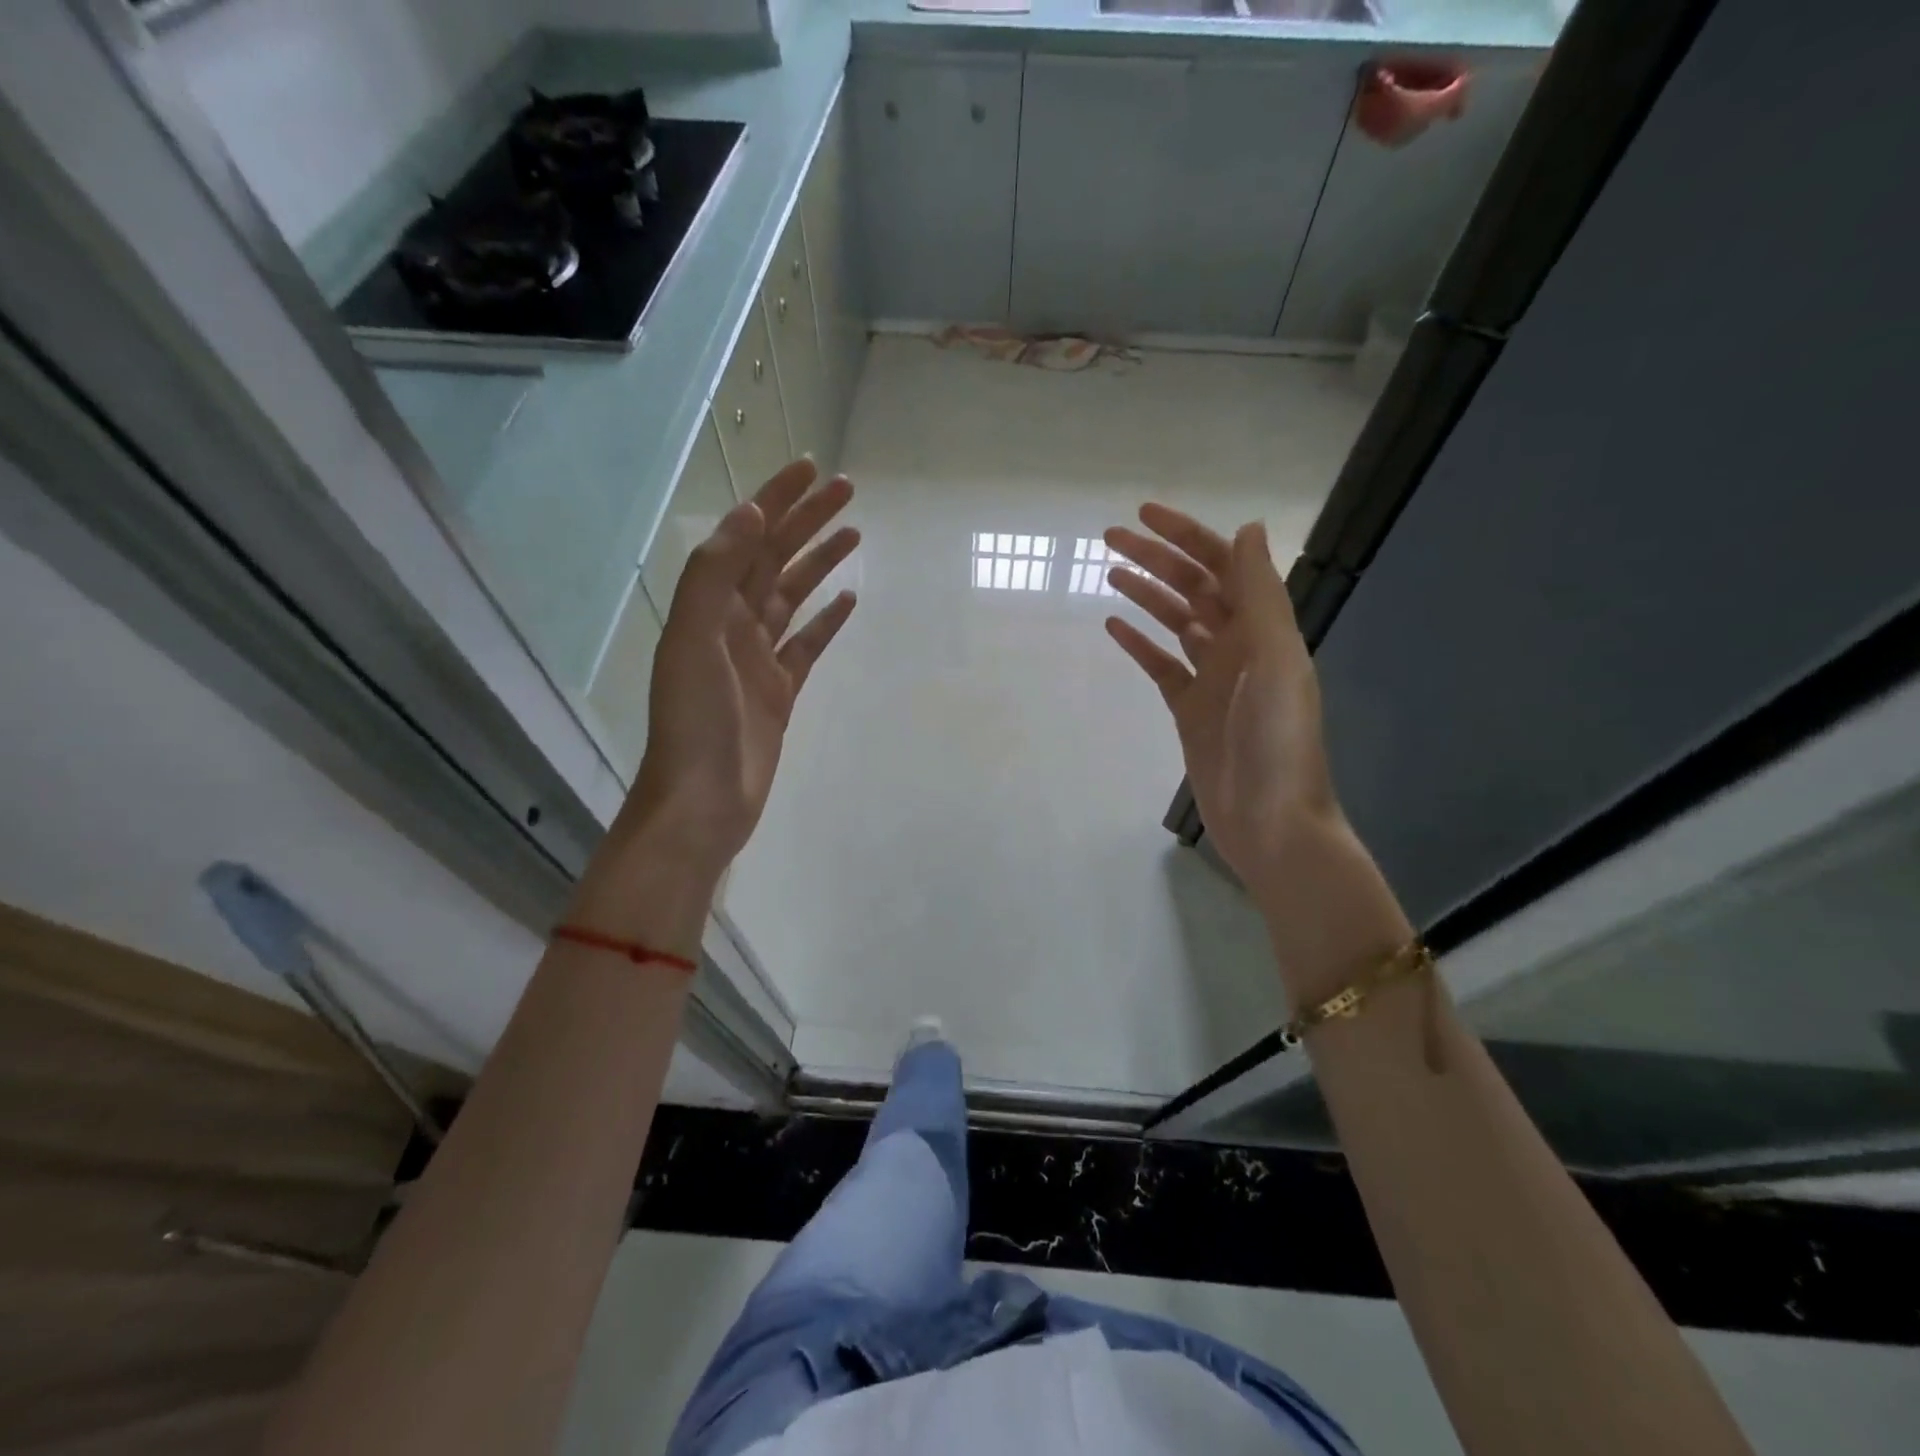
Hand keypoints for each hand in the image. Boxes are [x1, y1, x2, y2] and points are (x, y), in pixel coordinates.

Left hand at [615, 459, 858, 885]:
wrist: (703, 802)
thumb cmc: (695, 723)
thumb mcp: (693, 640)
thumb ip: (715, 576)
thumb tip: (751, 515)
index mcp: (709, 607)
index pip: (748, 538)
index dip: (777, 500)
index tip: (812, 469)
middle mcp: (732, 624)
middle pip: (774, 559)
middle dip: (808, 521)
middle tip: (847, 491)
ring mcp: (757, 658)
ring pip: (793, 596)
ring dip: (820, 562)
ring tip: (855, 533)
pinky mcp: (780, 690)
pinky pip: (806, 644)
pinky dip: (826, 620)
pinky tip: (848, 600)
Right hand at [1103, 504, 1341, 901]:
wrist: (1272, 822)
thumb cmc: (1277, 742)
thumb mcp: (1276, 661)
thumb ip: (1261, 596)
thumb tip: (1246, 529)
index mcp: (1264, 628)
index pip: (1222, 565)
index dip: (1186, 536)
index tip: (1143, 515)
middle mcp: (1240, 645)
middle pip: (1193, 588)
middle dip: (1155, 559)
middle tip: (1108, 538)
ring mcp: (1213, 678)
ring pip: (1175, 622)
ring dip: (1146, 594)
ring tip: (1107, 573)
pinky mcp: (1190, 710)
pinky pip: (1161, 666)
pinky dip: (1139, 644)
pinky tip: (1113, 626)